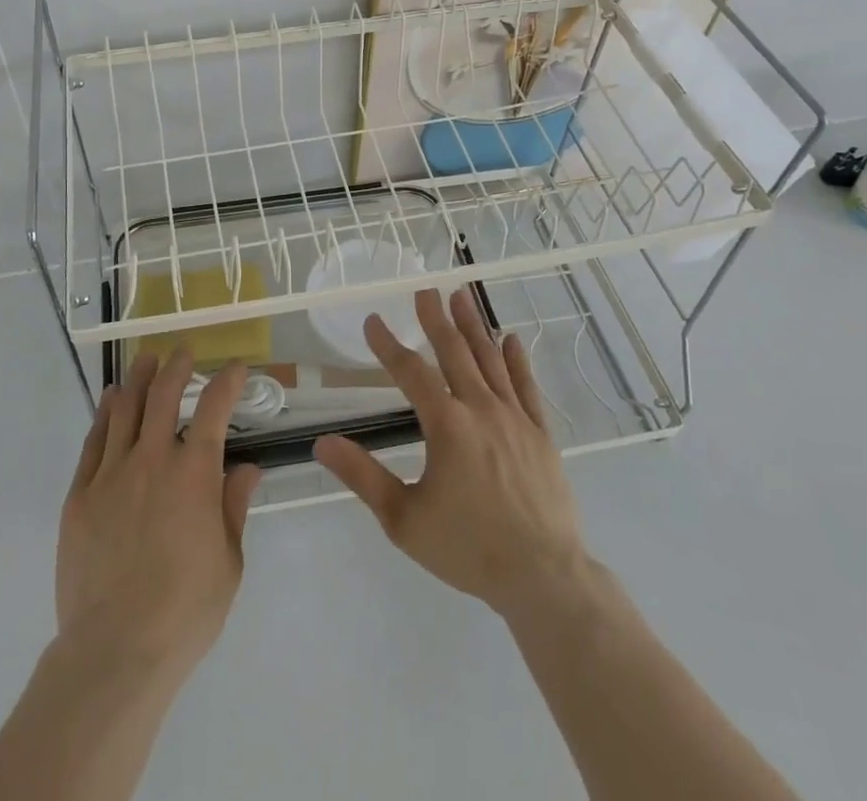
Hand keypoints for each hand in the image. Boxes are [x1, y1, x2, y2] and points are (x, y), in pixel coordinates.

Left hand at [56, 350, 260, 684]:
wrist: (115, 650)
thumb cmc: (185, 611)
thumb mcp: (228, 562)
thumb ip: (234, 507)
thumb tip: (247, 469)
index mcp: (194, 474)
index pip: (214, 409)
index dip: (227, 381)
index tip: (235, 367)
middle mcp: (152, 460)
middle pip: (163, 395)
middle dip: (176, 366)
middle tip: (182, 353)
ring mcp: (111, 474)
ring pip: (124, 409)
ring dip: (138, 379)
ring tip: (145, 361)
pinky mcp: (79, 495)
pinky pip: (93, 442)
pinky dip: (104, 415)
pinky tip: (110, 402)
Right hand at [314, 289, 588, 617]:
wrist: (544, 578)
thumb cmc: (468, 548)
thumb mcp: (404, 519)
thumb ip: (363, 476)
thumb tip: (322, 443)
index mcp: (446, 425)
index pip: (411, 372)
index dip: (388, 345)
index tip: (373, 321)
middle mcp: (480, 409)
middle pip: (455, 352)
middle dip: (436, 319)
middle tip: (426, 290)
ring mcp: (515, 418)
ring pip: (490, 359)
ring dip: (474, 326)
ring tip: (462, 296)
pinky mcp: (541, 434)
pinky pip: (526, 386)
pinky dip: (517, 360)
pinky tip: (511, 339)